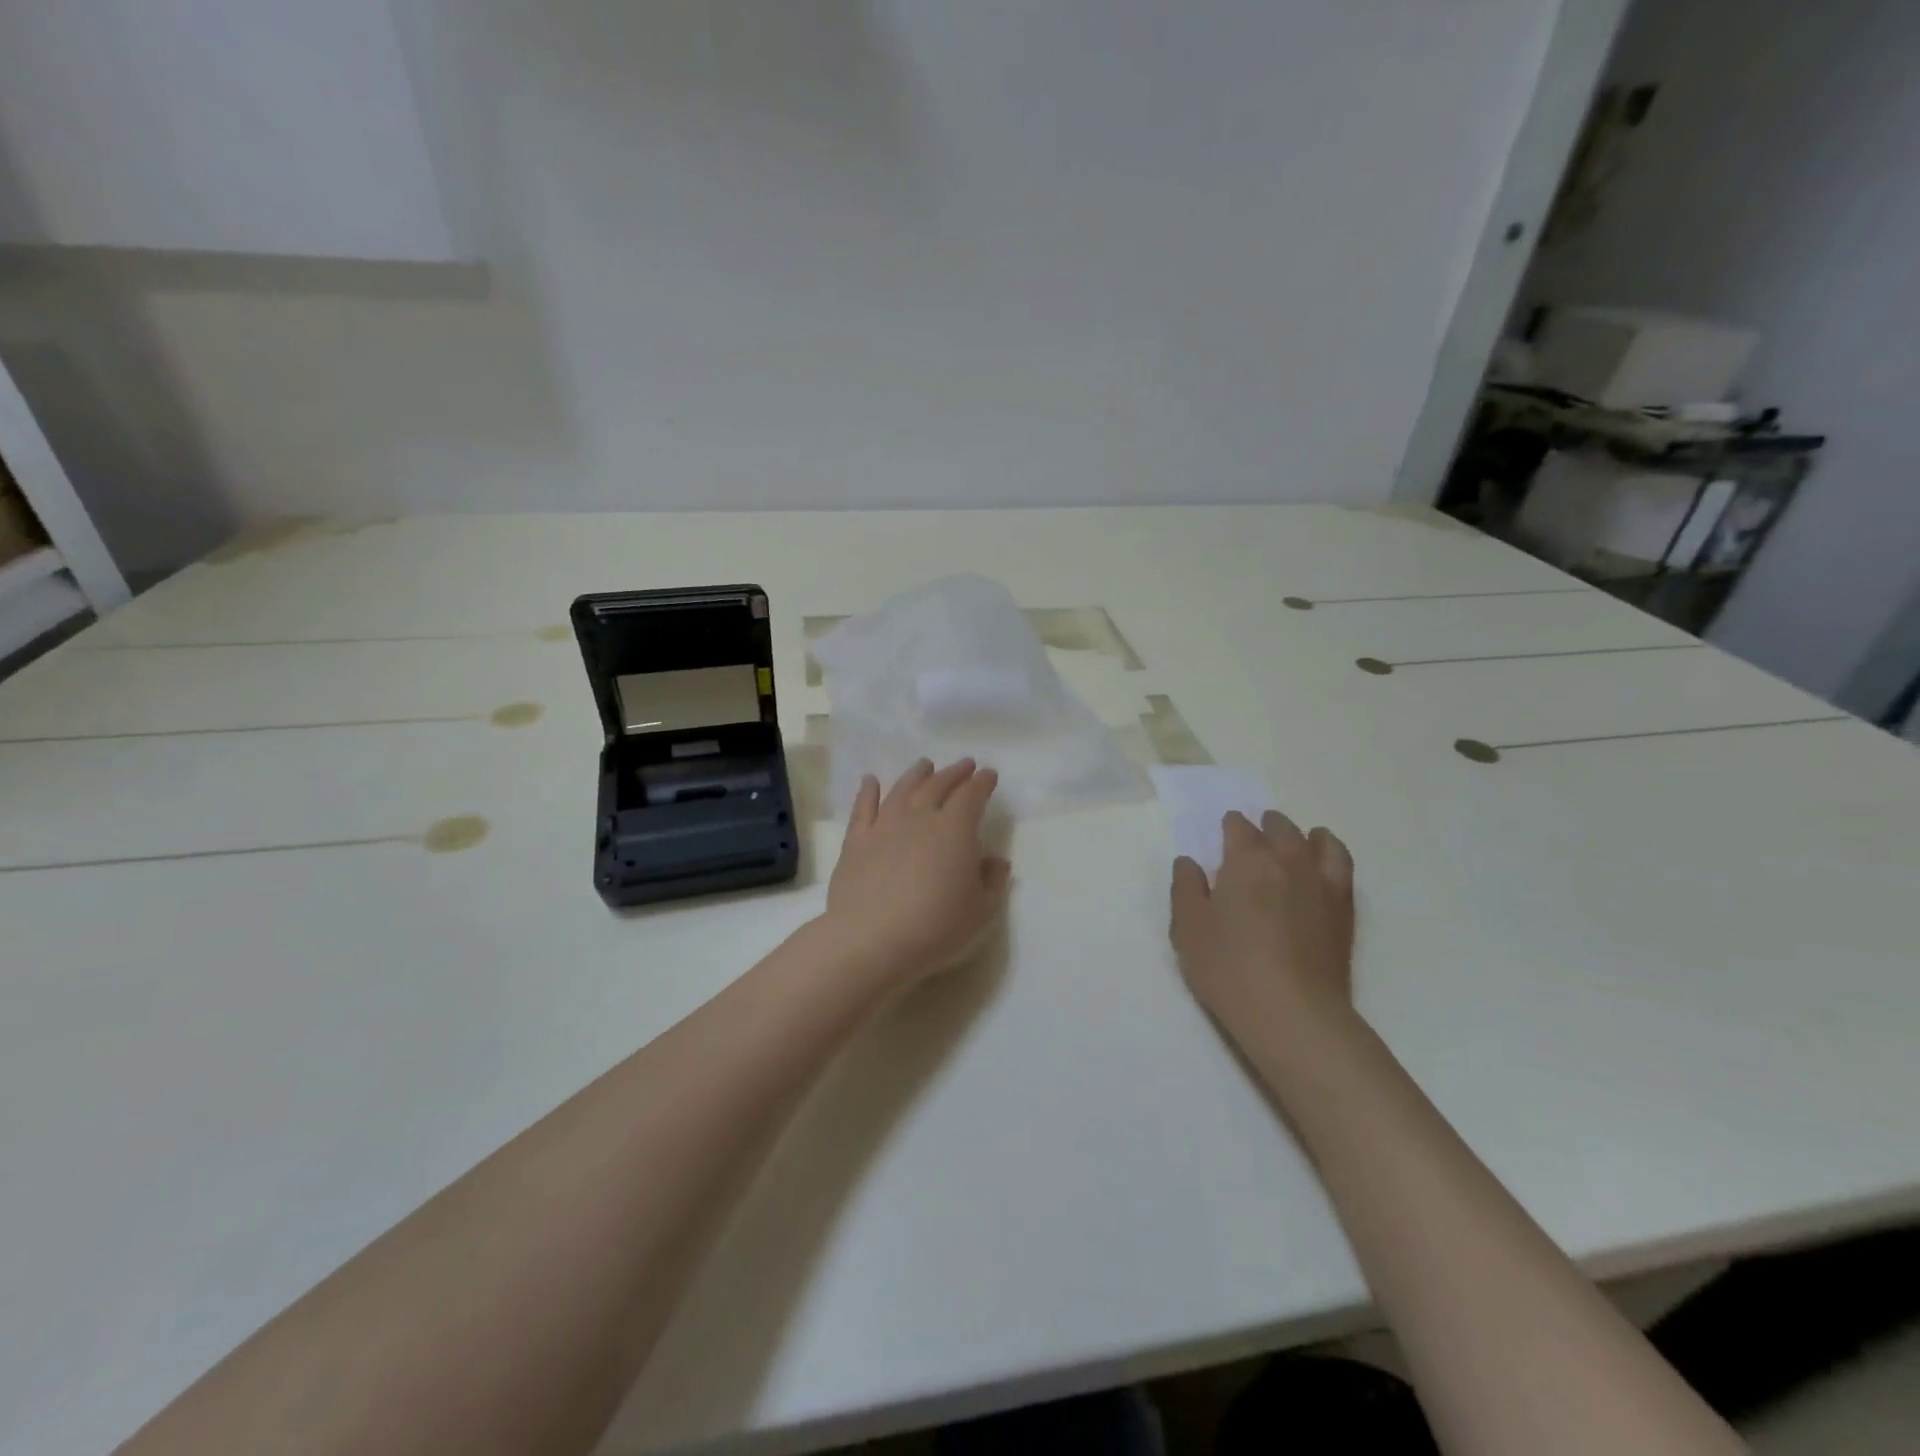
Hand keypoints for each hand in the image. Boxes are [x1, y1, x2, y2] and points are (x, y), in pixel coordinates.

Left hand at [821, 759, 1012, 985]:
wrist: (872, 941)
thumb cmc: (935, 928)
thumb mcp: (980, 911)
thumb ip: (992, 882)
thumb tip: (995, 860)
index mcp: (955, 829)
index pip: (972, 795)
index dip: (982, 783)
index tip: (989, 775)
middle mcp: (920, 817)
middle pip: (938, 785)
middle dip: (954, 773)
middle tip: (964, 765)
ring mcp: (884, 826)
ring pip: (903, 789)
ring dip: (917, 774)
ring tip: (925, 765)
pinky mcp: (856, 841)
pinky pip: (863, 807)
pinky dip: (867, 791)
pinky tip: (870, 780)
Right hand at [1169, 811, 1357, 1052]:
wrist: (1292, 1013)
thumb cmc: (1229, 968)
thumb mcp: (1188, 928)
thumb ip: (1186, 888)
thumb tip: (1189, 862)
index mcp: (1246, 861)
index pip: (1238, 827)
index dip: (1229, 827)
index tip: (1223, 833)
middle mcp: (1287, 861)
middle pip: (1279, 828)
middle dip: (1264, 826)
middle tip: (1253, 837)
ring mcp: (1321, 883)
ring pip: (1317, 840)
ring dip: (1300, 835)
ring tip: (1292, 842)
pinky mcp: (1344, 908)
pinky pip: (1341, 865)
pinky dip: (1330, 853)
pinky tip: (1320, 866)